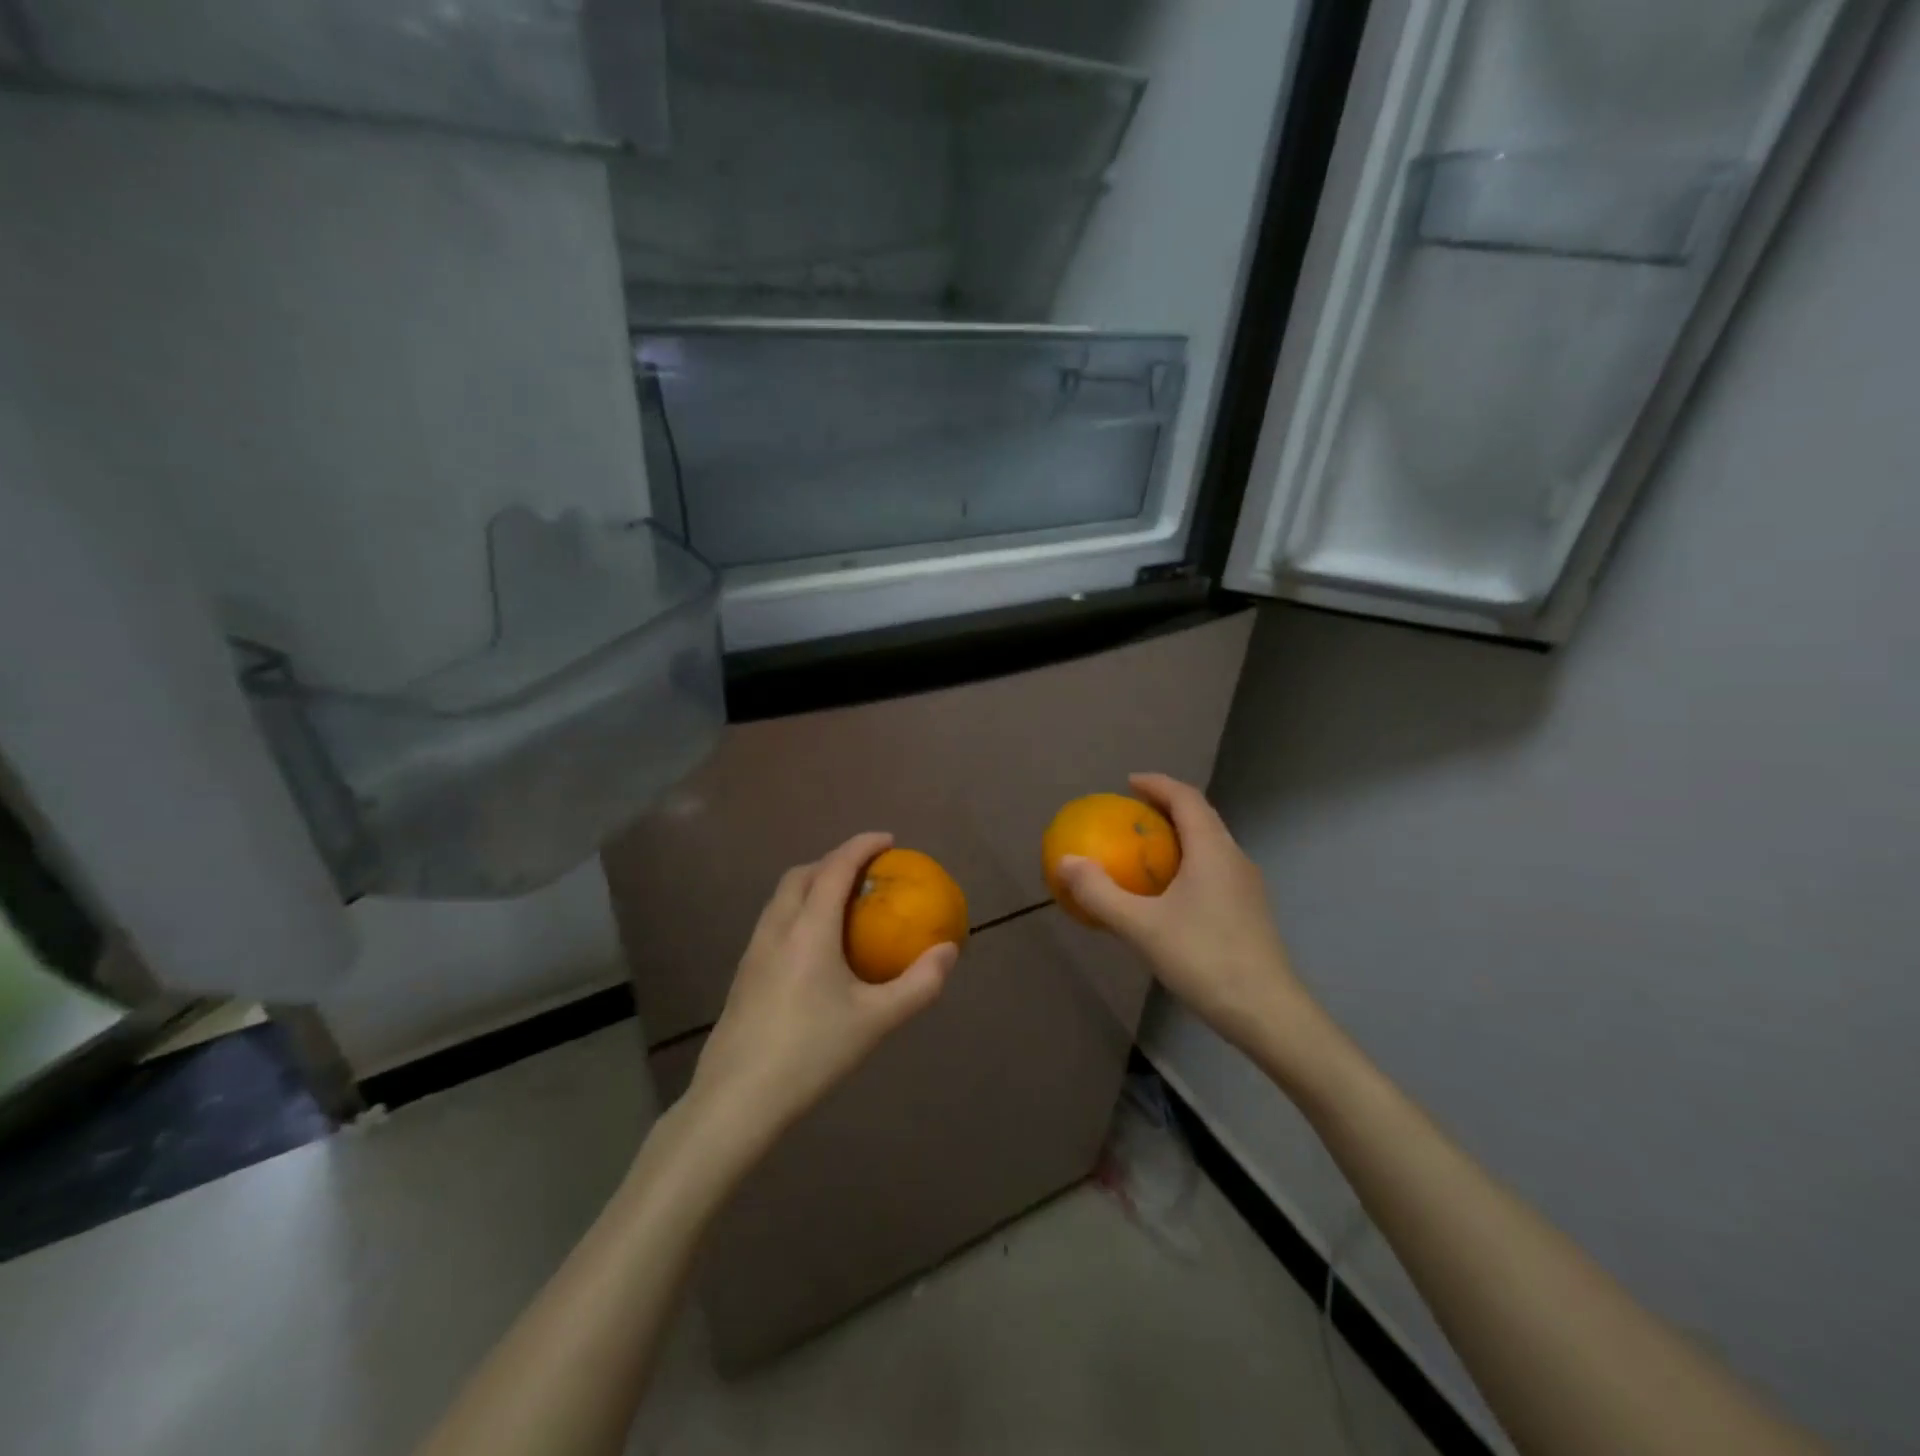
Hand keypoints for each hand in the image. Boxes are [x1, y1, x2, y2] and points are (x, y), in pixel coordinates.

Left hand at [687, 832, 956, 1145]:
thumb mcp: (876, 1021)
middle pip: (802, 874)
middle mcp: (777, 928)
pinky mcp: (743, 974)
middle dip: (834, 860)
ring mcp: (754, 951)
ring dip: (812, 884)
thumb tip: (948, 950)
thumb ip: (919, 984)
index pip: (836, 867)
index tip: (888, 840)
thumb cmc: (811, 1053)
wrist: (737, 1099)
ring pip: (782, 897)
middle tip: (866, 873)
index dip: (862, 846)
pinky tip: (815, 948)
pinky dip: (798, 910)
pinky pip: (774, 921)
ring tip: (842, 904)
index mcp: (809, 929)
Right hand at [1055, 774, 1309, 1051]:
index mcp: (1213, 850)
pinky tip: (1169, 894)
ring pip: (1210, 845)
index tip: (1128, 783)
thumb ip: (1100, 893)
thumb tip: (1066, 861)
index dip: (1157, 784)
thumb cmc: (1204, 959)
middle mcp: (1235, 859)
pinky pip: (1214, 869)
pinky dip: (1188, 863)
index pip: (1186, 798)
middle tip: (1131, 815)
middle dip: (1166, 808)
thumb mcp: (1142, 927)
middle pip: (1201, 817)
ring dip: (1179, 837)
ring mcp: (1247, 886)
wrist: (1268, 1013)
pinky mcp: (1250, 911)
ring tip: (1145, 850)